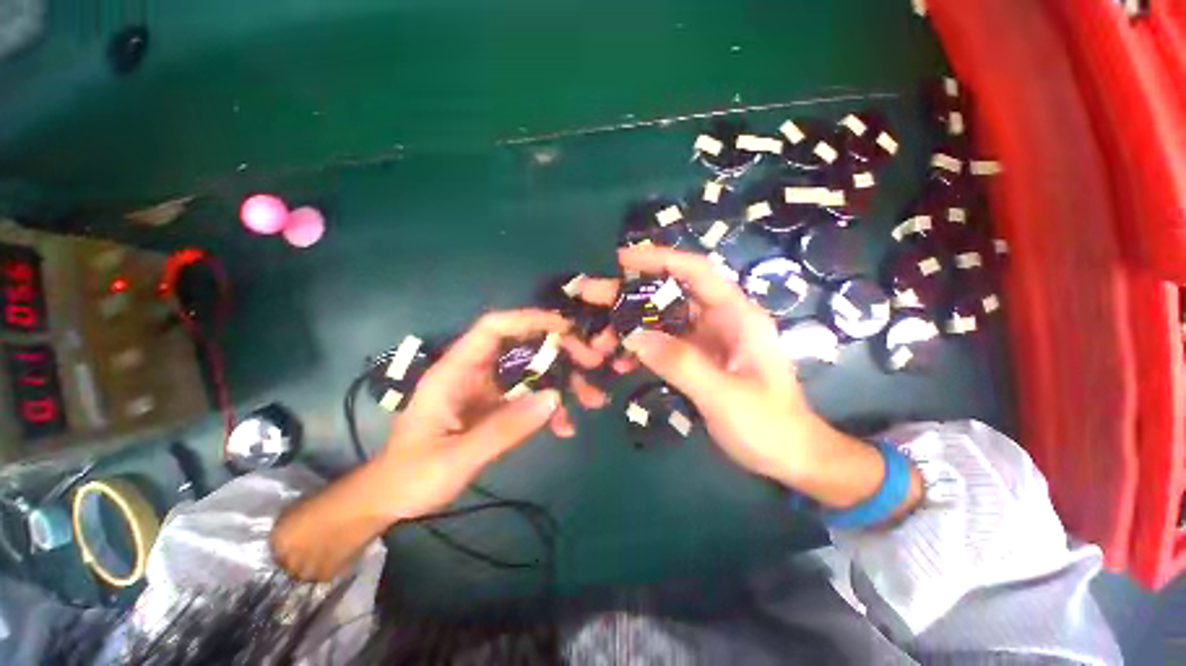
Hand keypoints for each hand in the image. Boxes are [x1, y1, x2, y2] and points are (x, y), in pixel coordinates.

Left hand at [380, 309, 608, 518]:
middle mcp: (475, 372)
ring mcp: (488, 389)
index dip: (528, 319)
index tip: (565, 327)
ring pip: (533, 371)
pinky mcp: (497, 406)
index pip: (493, 328)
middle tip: (592, 362)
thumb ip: (504, 429)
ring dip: (564, 381)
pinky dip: (551, 407)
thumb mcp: (457, 458)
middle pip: (522, 345)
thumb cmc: (413, 476)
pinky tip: (566, 426)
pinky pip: (530, 397)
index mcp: (455, 372)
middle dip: (560, 351)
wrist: (395, 499)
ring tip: (593, 400)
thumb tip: (554, 398)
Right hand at [612, 247, 921, 515]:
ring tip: (600, 339)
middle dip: (631, 295)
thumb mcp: (725, 396)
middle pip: (670, 294)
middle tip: (593, 297)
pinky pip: (663, 345)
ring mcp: (707, 340)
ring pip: (662, 320)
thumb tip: (634, 337)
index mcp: (736, 315)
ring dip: (631, 326)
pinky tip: (621, 362)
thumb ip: (681, 364)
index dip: (659, 259)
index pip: (696, 271)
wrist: (790, 456)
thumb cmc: (769, 425)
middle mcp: (720, 320)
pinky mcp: (698, 359)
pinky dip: (641, 349)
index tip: (621, 260)